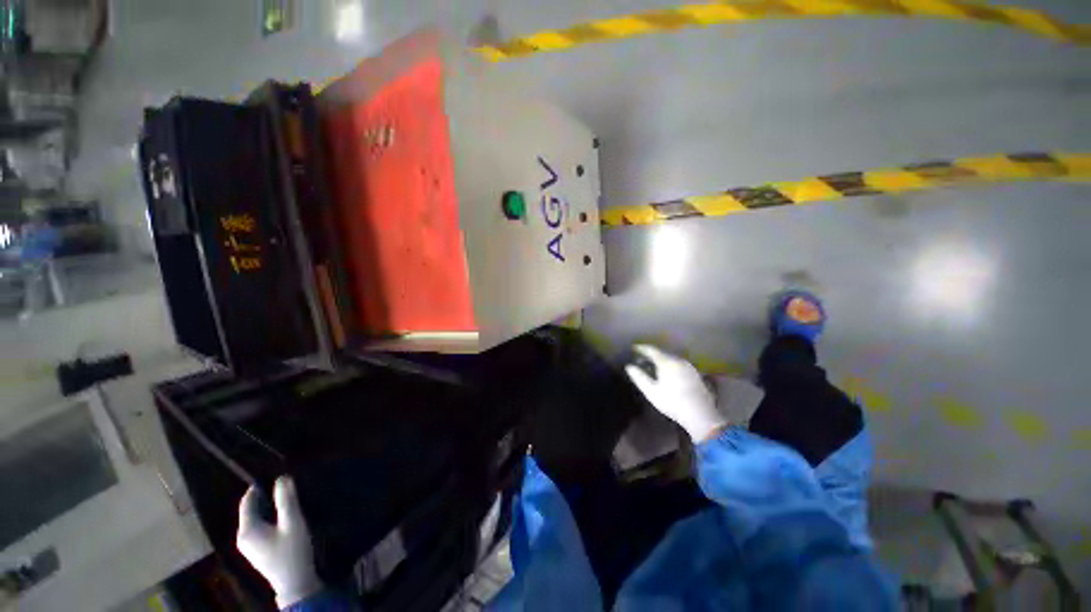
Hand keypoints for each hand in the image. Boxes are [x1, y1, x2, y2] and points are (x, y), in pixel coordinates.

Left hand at [237, 477, 322, 607]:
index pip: (247, 501)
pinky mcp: (258, 551)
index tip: (277, 475)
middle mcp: (243, 537)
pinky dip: (271, 519)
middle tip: (287, 487)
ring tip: (289, 499)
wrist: (295, 583)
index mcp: (246, 530)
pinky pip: (260, 527)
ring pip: (257, 519)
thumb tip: (282, 477)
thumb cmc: (292, 551)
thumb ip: (286, 500)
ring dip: (270, 509)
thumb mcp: (292, 522)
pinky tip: (286, 518)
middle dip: (267, 498)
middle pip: (252, 510)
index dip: (260, 487)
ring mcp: (249, 546)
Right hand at [625, 345, 726, 442]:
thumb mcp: (651, 392)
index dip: (641, 348)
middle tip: (641, 359)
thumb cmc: (673, 402)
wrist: (701, 415)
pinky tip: (668, 373)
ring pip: (671, 359)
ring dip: (661, 360)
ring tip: (653, 366)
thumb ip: (639, 377)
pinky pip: (678, 364)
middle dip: (651, 355)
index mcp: (667, 362)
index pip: (652, 350)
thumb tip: (629, 366)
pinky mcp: (695, 374)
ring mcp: (689, 367)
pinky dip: (670, 365)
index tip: (633, 348)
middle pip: (662, 353)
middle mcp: (679, 360)